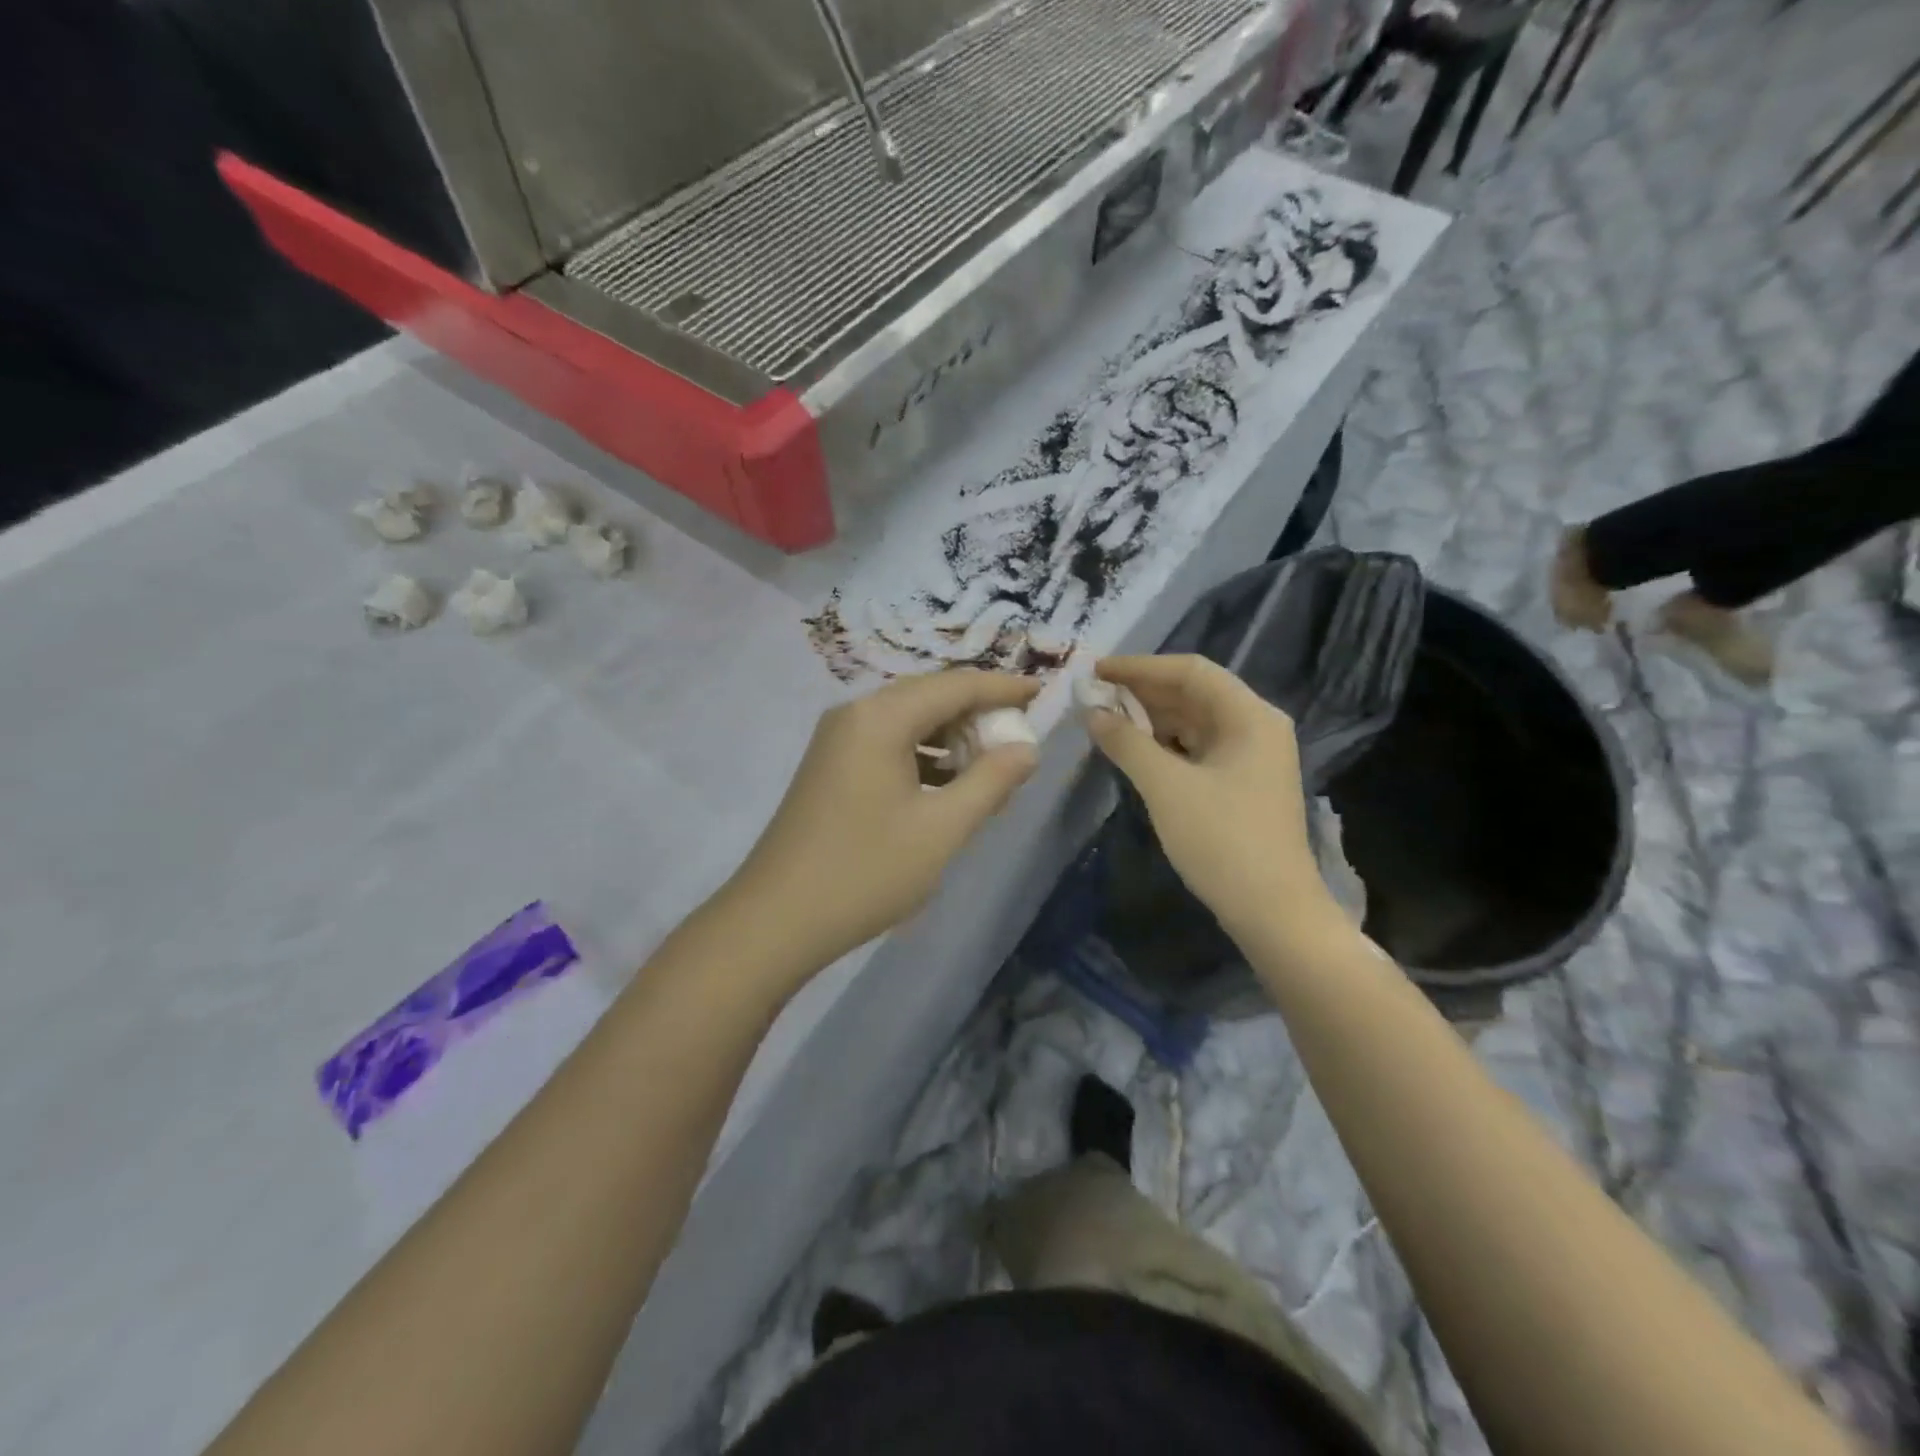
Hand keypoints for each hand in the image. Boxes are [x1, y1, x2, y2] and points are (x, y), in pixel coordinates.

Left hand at [726, 670, 1040, 974]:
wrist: (776, 920)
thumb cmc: (866, 871)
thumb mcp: (941, 829)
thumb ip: (990, 782)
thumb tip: (1026, 749)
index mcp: (881, 718)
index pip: (955, 685)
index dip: (1002, 688)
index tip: (1042, 692)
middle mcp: (856, 715)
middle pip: (930, 697)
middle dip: (978, 713)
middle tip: (1020, 735)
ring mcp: (838, 741)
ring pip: (909, 722)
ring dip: (952, 738)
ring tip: (992, 767)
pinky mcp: (831, 767)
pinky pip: (889, 745)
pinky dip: (925, 758)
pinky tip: (950, 787)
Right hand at [1082, 655, 1344, 948]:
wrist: (1273, 911)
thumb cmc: (1221, 840)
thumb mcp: (1166, 786)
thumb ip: (1126, 742)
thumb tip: (1093, 711)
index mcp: (1250, 716)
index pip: (1191, 671)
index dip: (1141, 667)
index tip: (1097, 671)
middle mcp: (1256, 726)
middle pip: (1195, 693)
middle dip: (1144, 692)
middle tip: (1096, 695)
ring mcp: (1252, 757)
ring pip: (1195, 722)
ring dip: (1152, 718)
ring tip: (1107, 720)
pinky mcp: (1243, 783)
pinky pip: (1199, 748)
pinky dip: (1166, 744)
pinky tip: (1136, 750)